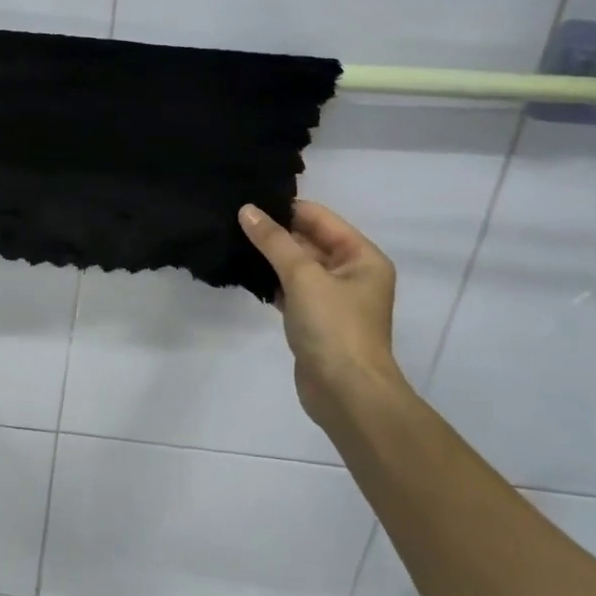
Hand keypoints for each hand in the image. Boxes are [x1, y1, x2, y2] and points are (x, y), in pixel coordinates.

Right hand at [239, 200, 409, 427]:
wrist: (346, 393)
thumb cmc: (334, 327)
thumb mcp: (303, 276)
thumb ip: (274, 241)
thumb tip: (247, 210)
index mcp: (362, 257)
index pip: (320, 219)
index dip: (286, 209)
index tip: (248, 202)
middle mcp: (352, 274)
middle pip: (309, 241)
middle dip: (275, 233)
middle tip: (233, 220)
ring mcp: (333, 299)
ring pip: (298, 266)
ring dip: (271, 257)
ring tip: (232, 241)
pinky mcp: (315, 321)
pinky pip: (291, 290)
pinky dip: (272, 282)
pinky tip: (246, 275)